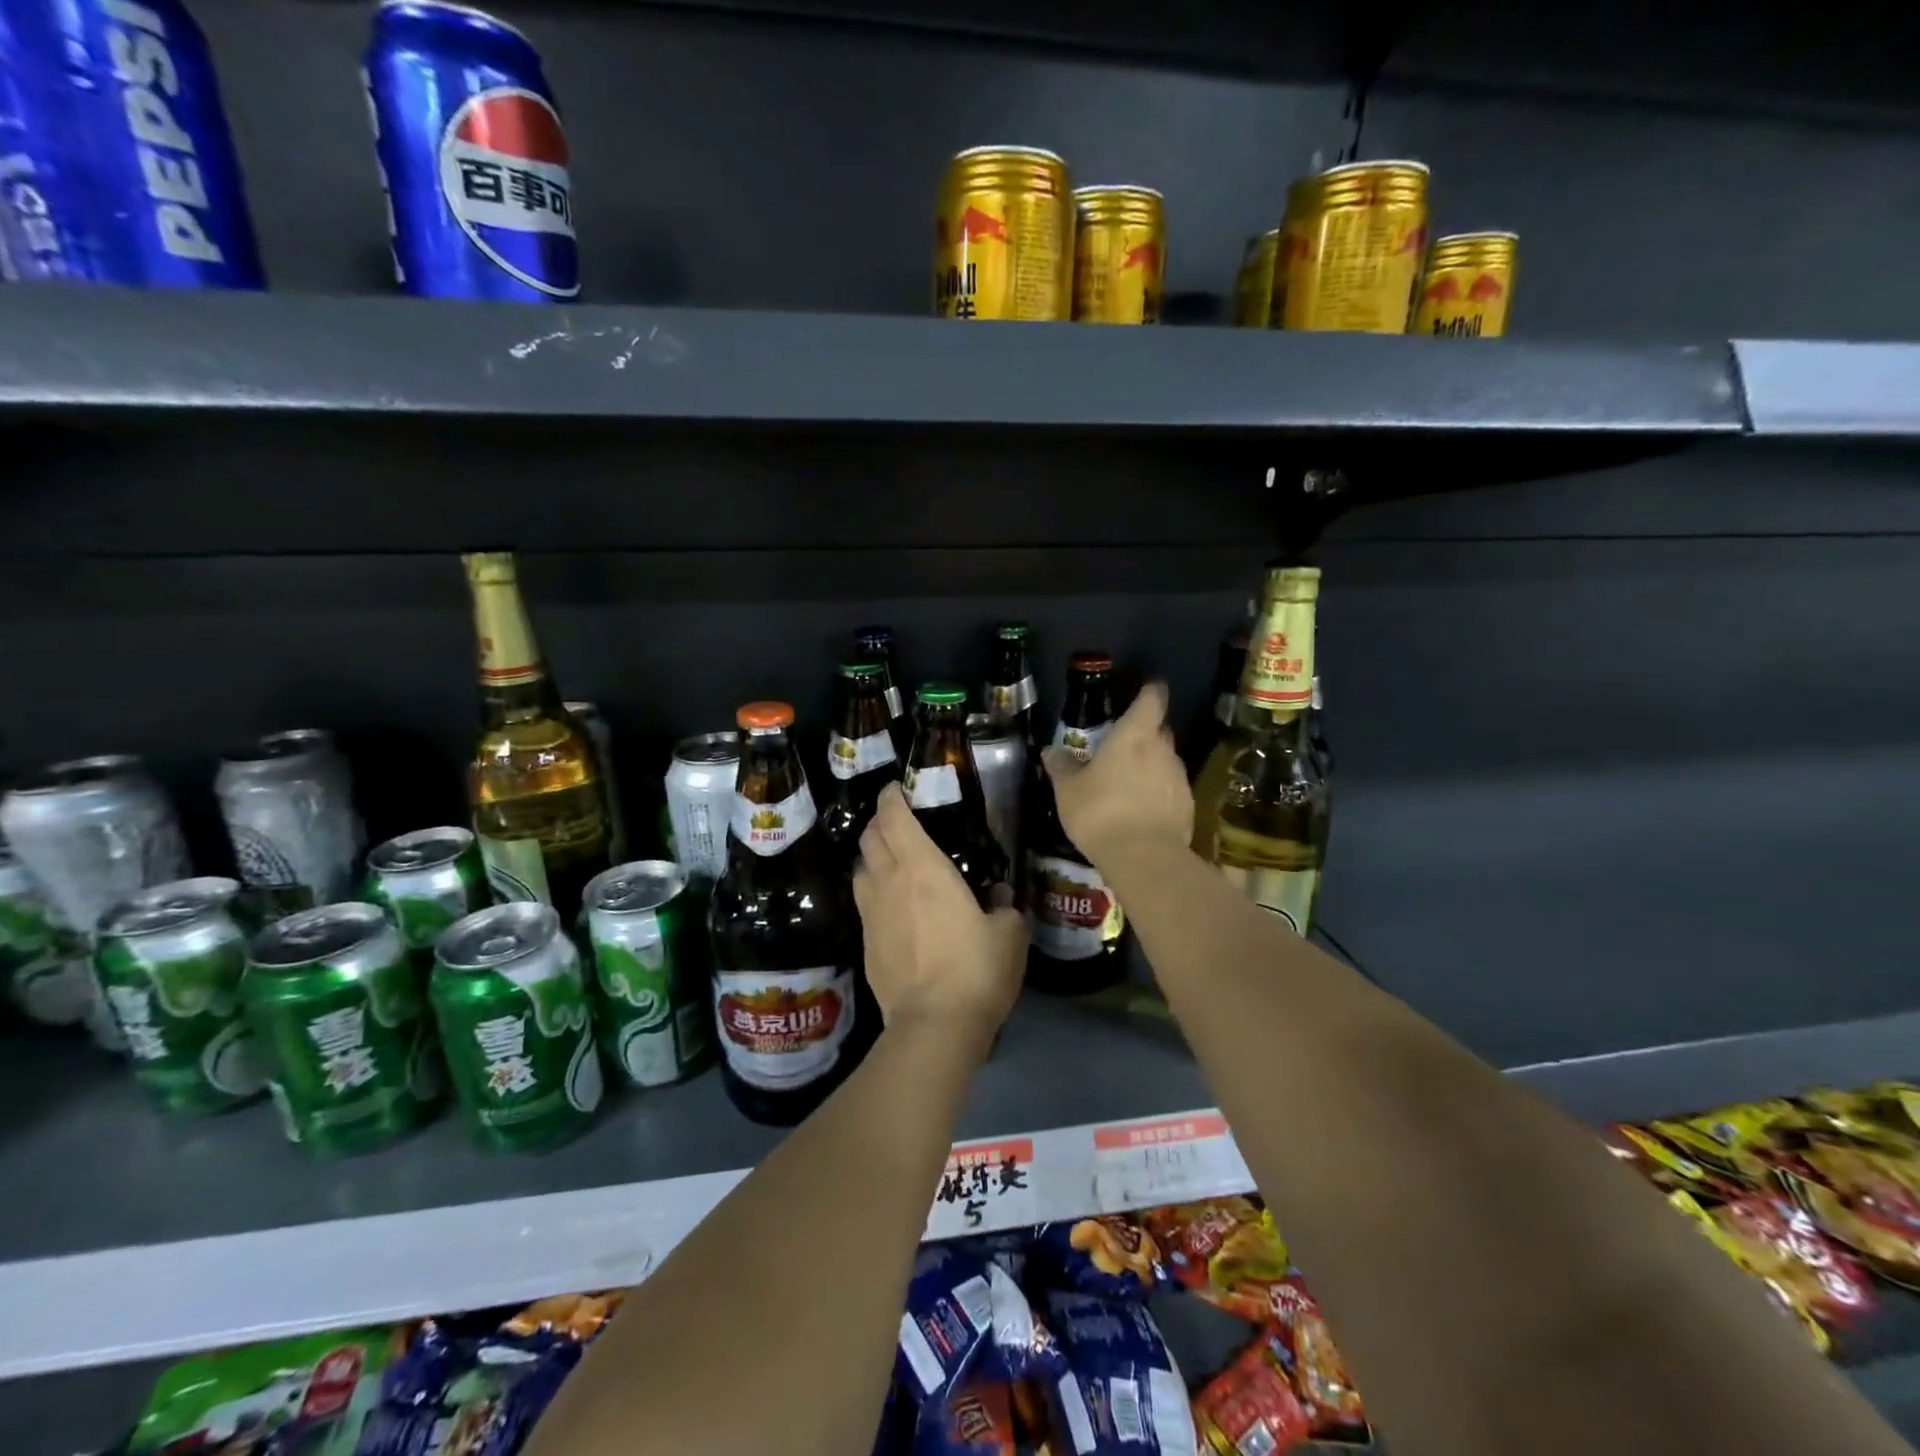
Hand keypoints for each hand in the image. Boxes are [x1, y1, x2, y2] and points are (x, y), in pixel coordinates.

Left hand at [852, 783, 1026, 1056]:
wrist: (934, 1025)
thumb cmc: (975, 969)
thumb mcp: (1009, 933)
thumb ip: (1005, 907)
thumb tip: (1000, 898)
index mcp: (923, 868)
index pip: (894, 817)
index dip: (891, 797)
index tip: (896, 789)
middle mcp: (889, 882)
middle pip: (870, 838)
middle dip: (879, 822)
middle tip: (897, 821)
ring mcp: (870, 914)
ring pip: (860, 869)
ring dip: (871, 856)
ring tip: (889, 860)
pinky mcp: (864, 945)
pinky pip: (863, 904)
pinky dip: (873, 892)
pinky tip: (890, 905)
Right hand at [1042, 680, 1192, 867]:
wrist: (1143, 858)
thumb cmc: (1100, 811)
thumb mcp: (1068, 789)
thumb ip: (1062, 766)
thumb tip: (1051, 750)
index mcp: (1135, 734)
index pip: (1152, 698)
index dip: (1150, 691)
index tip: (1145, 690)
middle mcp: (1163, 748)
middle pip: (1159, 730)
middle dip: (1144, 733)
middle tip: (1123, 745)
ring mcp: (1179, 777)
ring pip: (1165, 761)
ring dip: (1150, 766)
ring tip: (1128, 783)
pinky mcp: (1188, 805)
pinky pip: (1171, 789)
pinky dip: (1158, 793)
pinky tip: (1141, 810)